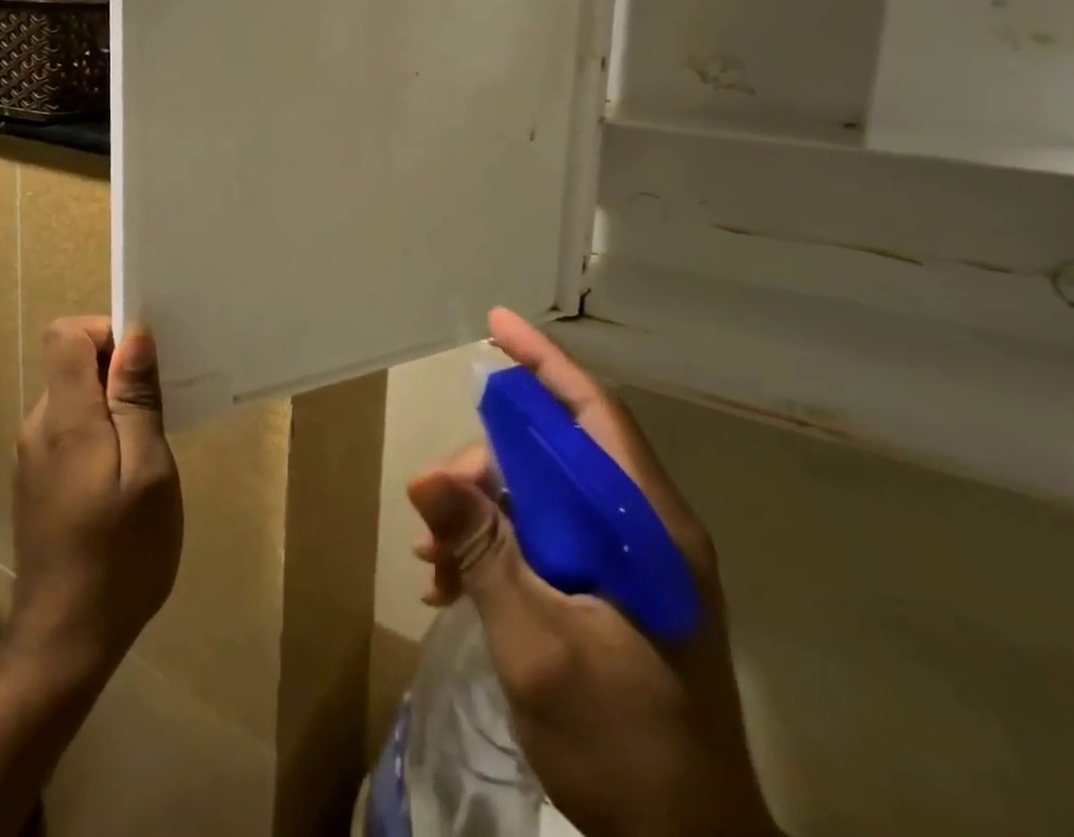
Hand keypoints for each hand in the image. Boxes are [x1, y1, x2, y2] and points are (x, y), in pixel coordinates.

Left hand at [10, 317, 182, 686]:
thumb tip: (134, 336)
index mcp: (65, 416)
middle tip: (156, 414)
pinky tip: (121, 479)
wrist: (67, 640)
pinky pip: (67, 430)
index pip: (65, 333)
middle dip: (115, 373)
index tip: (141, 367)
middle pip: (70, 364)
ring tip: (145, 451)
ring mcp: (32, 455)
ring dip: (109, 407)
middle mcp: (38, 425)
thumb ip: (137, 400)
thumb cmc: (121, 553)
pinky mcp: (36, 480)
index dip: (105, 332)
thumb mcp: (149, 471)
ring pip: (72, 398)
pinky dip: (97, 434)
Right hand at [408, 308, 778, 836]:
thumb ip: (484, 552)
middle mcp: (646, 531)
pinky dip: (500, 547)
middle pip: (558, 454)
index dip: (544, 362)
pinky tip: (455, 582)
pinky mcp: (617, 594)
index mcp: (648, 528)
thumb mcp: (538, 646)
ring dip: (486, 511)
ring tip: (434, 555)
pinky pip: (549, 539)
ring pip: (547, 497)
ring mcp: (633, 564)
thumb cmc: (624, 750)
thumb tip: (425, 475)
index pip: (594, 414)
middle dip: (488, 463)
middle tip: (435, 499)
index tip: (496, 321)